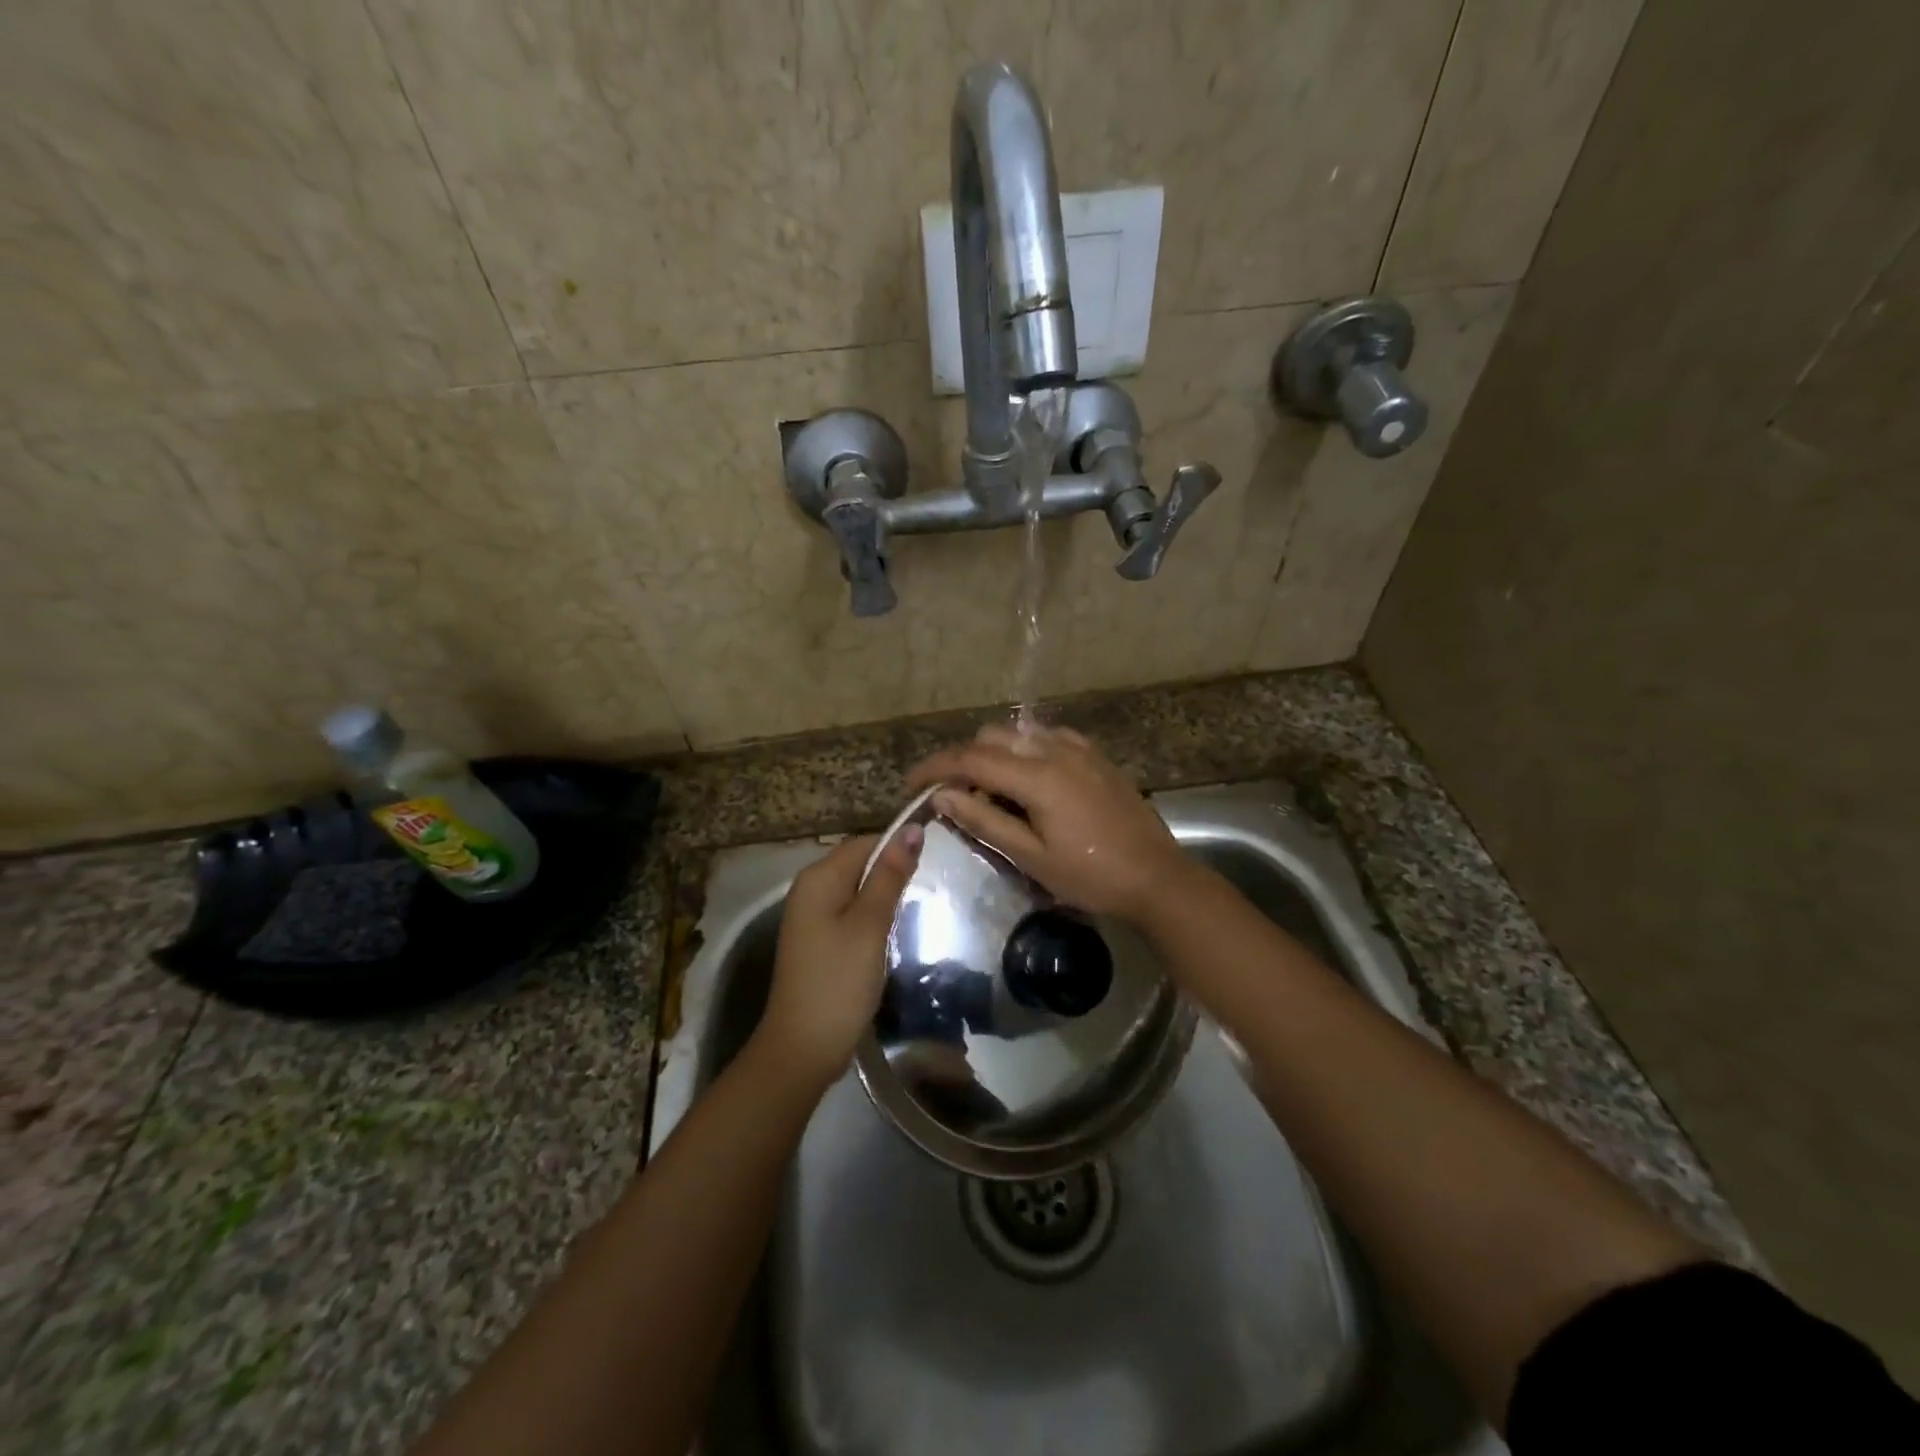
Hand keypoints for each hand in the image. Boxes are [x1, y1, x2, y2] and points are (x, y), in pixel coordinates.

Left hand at [754, 828, 920, 1090]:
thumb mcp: (870, 924)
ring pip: (857, 889)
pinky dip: (873, 916)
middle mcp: (810, 889)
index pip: (866, 842)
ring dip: (885, 895)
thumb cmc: (839, 981)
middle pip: (860, 863)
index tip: (936, 860)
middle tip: (934, 886)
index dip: (899, 846)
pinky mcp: (818, 940)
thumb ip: (890, 876)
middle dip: (893, 871)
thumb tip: (911, 829)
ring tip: (921, 906)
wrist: (803, 1048)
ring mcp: (811, 916)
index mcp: (819, 877)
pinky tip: (893, 931)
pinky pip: (850, 912)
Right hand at [906, 724, 1190, 919]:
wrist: (1156, 877)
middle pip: (990, 738)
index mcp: (1036, 776)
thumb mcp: (1031, 857)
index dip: (934, 769)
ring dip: (993, 754)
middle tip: (953, 797)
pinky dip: (1025, 749)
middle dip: (962, 761)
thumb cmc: (1090, 875)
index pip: (970, 759)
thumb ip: (985, 821)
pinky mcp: (1095, 755)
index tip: (910, 785)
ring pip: (1018, 733)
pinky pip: (1047, 737)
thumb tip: (943, 797)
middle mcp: (1054, 750)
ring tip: (990, 791)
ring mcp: (1078, 749)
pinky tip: (1028, 777)